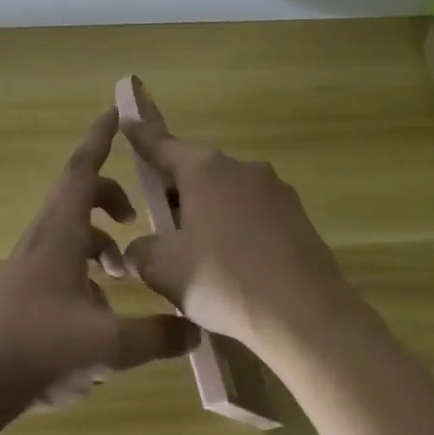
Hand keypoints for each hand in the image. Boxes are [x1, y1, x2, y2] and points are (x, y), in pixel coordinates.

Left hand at [0, 109, 199, 417]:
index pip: (83, 168)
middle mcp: (45, 236)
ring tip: (124, 270)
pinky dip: (85, 264)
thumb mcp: (108, 344)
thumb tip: (196, 328)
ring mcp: (31, 262)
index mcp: (61, 230)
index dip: (100, 138)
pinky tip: (101, 308)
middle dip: (110, 196)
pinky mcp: (25, 287)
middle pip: (78, 194)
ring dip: (99, 237)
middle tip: (136, 216)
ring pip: (70, 229)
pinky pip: (62, 257)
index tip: (115, 112)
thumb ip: (157, 336)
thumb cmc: (39, 346)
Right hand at [120, 116, 350, 352]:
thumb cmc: (225, 280)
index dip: (140, 135)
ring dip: (208, 212)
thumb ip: (140, 252)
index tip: (127, 120)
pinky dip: (238, 229)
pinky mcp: (297, 215)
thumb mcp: (165, 270)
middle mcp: (239, 167)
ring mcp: (274, 189)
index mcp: (203, 169)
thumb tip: (136, 250)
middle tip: (161, 225)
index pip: (161, 144)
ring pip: (226, 192)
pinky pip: (254, 213)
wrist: (306, 315)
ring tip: (200, 255)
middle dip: (175, 192)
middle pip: (195, 171)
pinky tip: (236, 266)